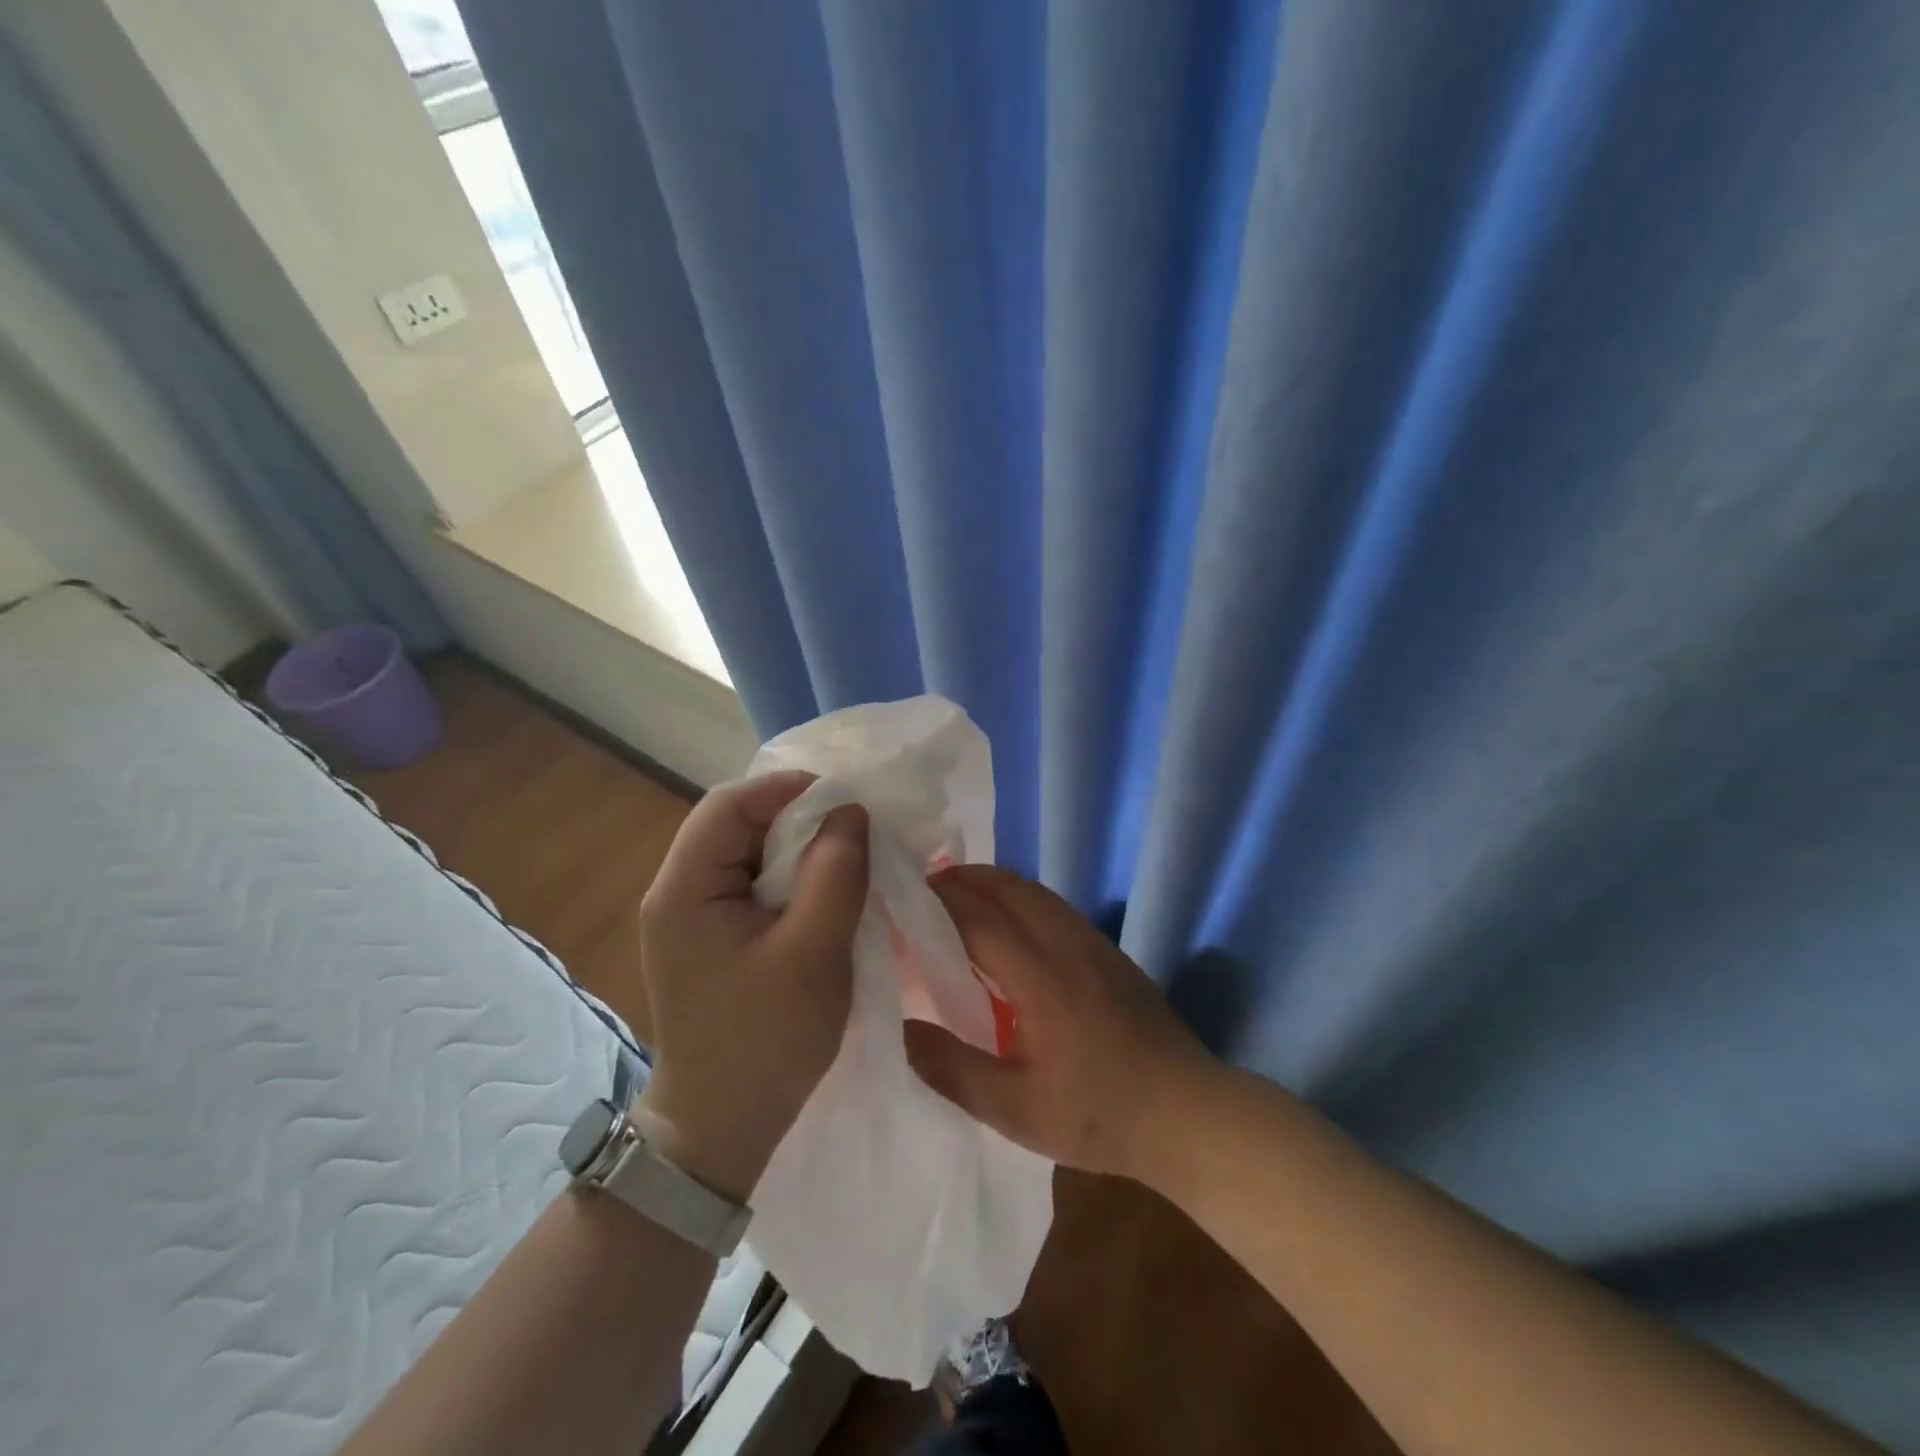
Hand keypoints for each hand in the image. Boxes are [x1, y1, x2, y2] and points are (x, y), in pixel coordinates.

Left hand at [632, 773, 869, 1203]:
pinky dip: (789, 879)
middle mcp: (677, 891)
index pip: (730, 804)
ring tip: (845, 863)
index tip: (848, 803)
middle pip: (736, 823)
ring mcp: (689, 916)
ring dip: (797, 850)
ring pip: (747, 852)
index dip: (789, 790)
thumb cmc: (766, 1042)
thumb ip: (835, 872)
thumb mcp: (814, 953)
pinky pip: (750, 884)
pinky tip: (822, 896)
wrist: (721, 1129)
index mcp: (685, 889)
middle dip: (797, 819)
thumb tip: (850, 811)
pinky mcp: (708, 937)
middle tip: (854, 834)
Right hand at [903, 864, 1214, 1180]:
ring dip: (996, 884)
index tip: (904, 893)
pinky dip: (1023, 899)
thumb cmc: (1097, 1114)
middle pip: (1010, 889)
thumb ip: (952, 1068)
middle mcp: (1067, 945)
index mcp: (1040, 976)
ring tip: (962, 895)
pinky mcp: (1112, 954)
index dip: (938, 901)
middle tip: (926, 887)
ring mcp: (1095, 945)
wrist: (1187, 1113)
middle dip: (965, 879)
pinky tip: (1014, 925)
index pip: (978, 919)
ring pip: (1037, 893)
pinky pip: (1057, 907)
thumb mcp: (1014, 1109)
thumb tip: (901, 1029)